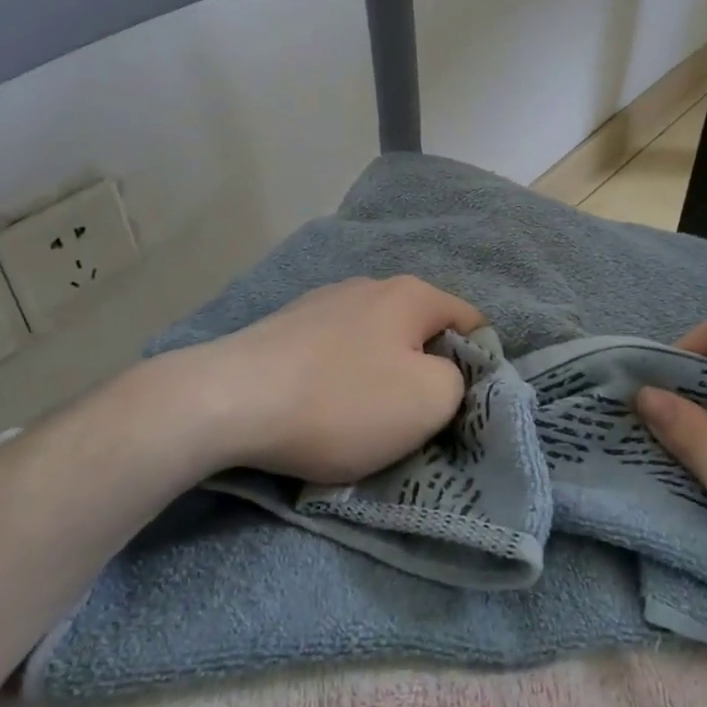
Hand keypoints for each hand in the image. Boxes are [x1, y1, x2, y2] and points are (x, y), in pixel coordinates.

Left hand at [183, 276, 484, 483]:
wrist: (227, 401)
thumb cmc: (341, 402)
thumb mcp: (429, 401)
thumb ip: (459, 381)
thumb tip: (444, 373)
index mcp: (411, 294)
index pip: (471, 322)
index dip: (480, 365)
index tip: (464, 408)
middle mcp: (369, 286)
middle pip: (420, 332)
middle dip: (426, 373)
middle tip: (416, 421)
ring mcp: (322, 302)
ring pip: (376, 343)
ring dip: (381, 377)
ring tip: (363, 420)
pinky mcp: (286, 326)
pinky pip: (335, 353)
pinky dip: (341, 378)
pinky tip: (321, 408)